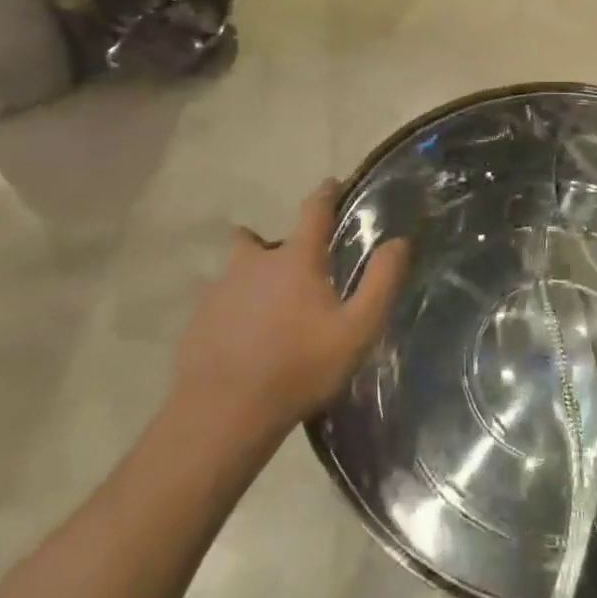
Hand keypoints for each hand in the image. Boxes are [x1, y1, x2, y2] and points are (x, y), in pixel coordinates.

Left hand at [168, 180, 410, 441]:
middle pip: (258, 240)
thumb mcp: (357, 330)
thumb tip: (399, 241)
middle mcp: (253, 263)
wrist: (223, 414)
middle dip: (274, 246)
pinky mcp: (197, 320)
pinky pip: (218, 303)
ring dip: (250, 279)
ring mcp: (219, 290)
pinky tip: (242, 341)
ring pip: (236, 271)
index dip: (325, 193)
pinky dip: (232, 311)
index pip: (314, 210)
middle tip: (292, 271)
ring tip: (265, 310)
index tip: (331, 183)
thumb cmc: (299, 367)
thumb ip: (382, 282)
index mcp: (295, 258)